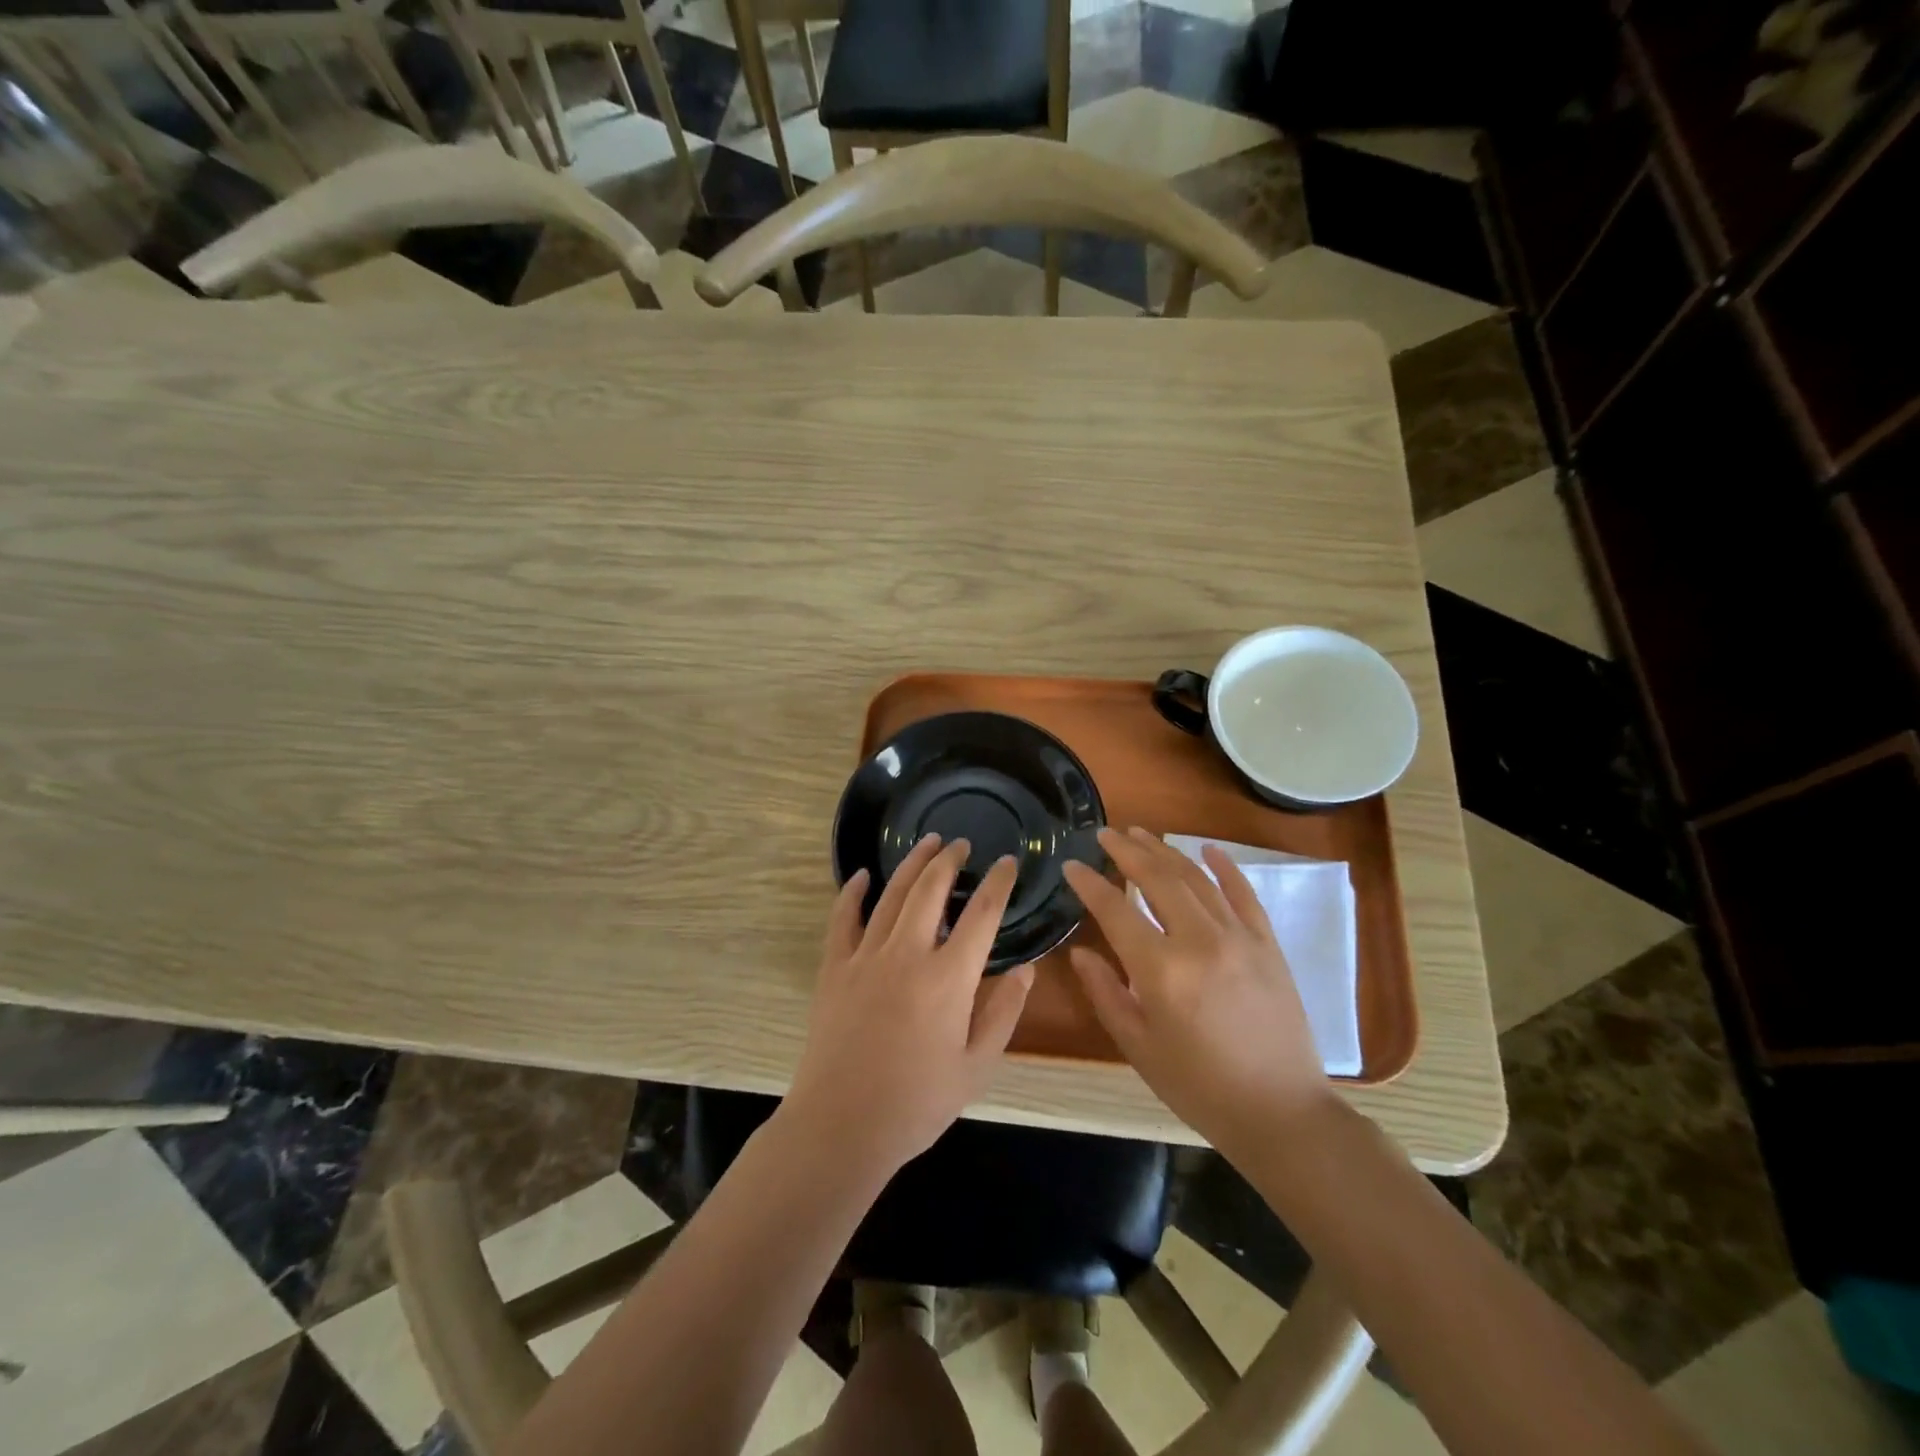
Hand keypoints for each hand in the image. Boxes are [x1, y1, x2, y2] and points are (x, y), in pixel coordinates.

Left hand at [787, 833, 1035, 1179]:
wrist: (842, 1126)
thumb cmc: (917, 1103)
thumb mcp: (976, 1067)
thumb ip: (1003, 1013)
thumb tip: (1025, 969)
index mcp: (949, 978)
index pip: (982, 914)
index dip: (998, 883)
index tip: (1008, 863)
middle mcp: (908, 954)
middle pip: (931, 889)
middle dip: (950, 860)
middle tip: (961, 843)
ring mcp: (866, 957)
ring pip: (892, 895)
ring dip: (912, 864)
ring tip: (928, 843)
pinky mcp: (834, 968)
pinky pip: (843, 918)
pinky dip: (853, 892)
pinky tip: (864, 875)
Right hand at [1062, 827, 1336, 1158]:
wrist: (1281, 1113)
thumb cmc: (1199, 1086)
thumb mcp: (1138, 1047)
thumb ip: (1105, 993)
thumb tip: (1080, 953)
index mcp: (1162, 970)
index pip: (1115, 909)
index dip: (1089, 884)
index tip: (1071, 866)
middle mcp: (1199, 940)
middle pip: (1157, 879)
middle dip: (1126, 851)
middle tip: (1104, 833)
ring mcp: (1239, 937)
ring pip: (1196, 878)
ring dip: (1165, 851)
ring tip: (1141, 833)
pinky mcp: (1268, 944)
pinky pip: (1243, 894)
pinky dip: (1224, 867)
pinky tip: (1208, 850)